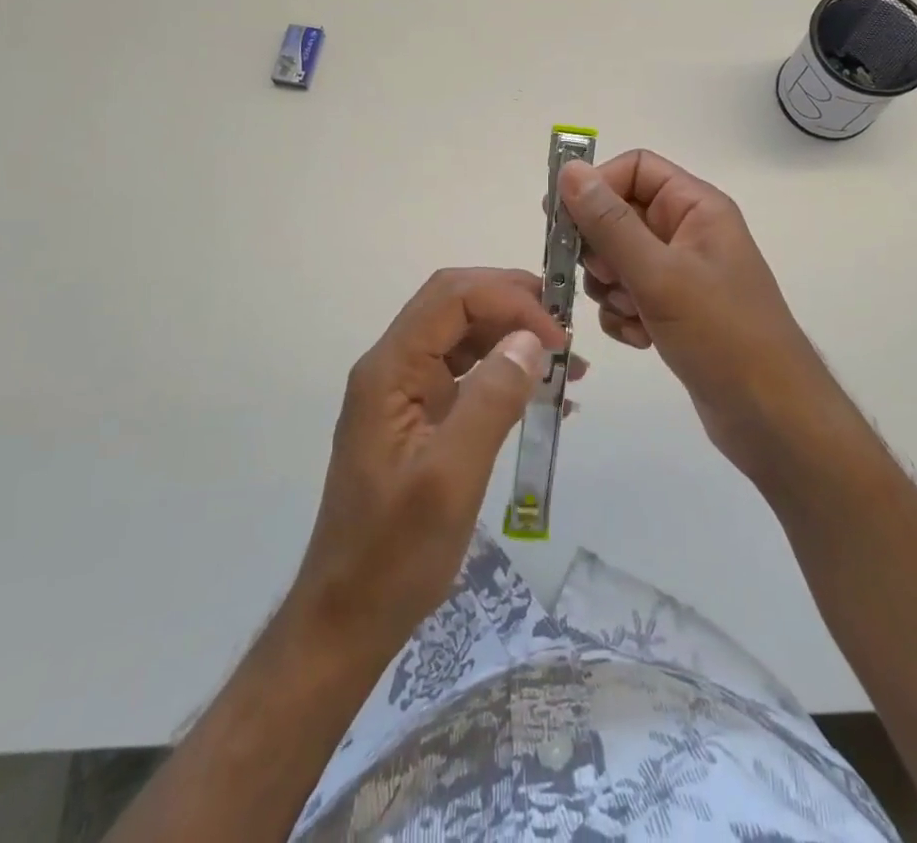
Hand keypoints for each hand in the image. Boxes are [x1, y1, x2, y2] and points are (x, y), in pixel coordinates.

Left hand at [287, 268, 570, 659]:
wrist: (348, 618)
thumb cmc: (394, 554)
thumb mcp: (450, 478)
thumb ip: (490, 401)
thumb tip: (531, 340)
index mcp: (389, 370)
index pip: (452, 298)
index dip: (509, 300)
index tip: (557, 339)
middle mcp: (394, 368)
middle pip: (456, 304)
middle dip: (513, 305)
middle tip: (567, 333)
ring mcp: (406, 392)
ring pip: (464, 335)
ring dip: (514, 337)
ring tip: (568, 364)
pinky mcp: (421, 418)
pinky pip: (467, 373)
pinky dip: (507, 372)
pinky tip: (545, 396)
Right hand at [558, 151, 834, 483]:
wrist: (771, 418)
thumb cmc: (722, 334)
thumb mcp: (659, 274)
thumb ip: (609, 223)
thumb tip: (569, 170)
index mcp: (696, 207)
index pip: (634, 169)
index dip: (596, 187)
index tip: (560, 219)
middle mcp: (688, 232)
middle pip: (619, 216)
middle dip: (601, 250)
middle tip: (605, 278)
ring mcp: (681, 274)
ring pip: (617, 260)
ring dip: (611, 289)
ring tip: (634, 313)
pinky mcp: (673, 311)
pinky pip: (627, 297)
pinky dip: (625, 316)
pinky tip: (643, 339)